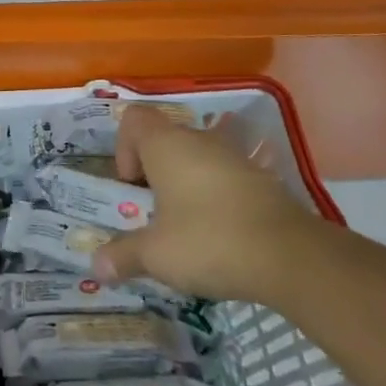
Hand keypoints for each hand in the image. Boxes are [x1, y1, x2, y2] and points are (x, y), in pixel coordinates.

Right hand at [91, 104, 322, 305]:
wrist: (288, 254)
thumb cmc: (208, 240)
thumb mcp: (156, 255)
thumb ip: (124, 255)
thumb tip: (96, 266)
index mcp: (166, 145)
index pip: (133, 119)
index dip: (123, 147)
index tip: (131, 186)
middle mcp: (198, 140)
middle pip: (164, 140)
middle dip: (153, 173)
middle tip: (151, 214)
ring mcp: (233, 156)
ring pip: (196, 158)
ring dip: (184, 186)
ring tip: (184, 228)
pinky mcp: (259, 178)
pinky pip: (223, 177)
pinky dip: (213, 198)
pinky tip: (218, 235)